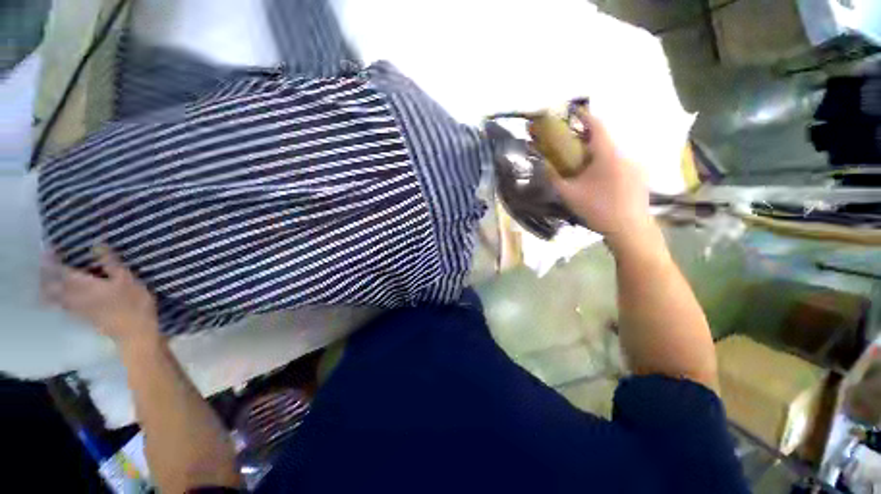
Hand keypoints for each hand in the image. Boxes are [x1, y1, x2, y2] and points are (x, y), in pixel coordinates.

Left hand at [41, 245, 159, 345]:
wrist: (134, 333)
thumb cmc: (133, 303)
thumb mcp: (127, 280)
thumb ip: (111, 264)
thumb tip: (96, 245)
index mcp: (83, 285)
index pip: (61, 270)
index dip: (52, 260)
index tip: (46, 249)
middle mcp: (74, 296)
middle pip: (52, 285)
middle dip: (45, 276)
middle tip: (41, 266)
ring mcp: (77, 309)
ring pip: (54, 298)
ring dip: (46, 289)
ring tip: (42, 283)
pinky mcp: (82, 318)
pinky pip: (62, 307)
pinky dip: (55, 301)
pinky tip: (56, 301)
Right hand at [548, 108, 653, 250]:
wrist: (629, 228)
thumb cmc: (597, 208)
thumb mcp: (569, 194)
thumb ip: (554, 177)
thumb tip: (543, 164)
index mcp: (607, 154)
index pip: (596, 125)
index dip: (584, 116)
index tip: (573, 112)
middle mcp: (624, 153)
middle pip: (604, 138)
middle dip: (587, 137)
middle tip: (572, 145)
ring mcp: (635, 164)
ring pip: (612, 151)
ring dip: (597, 152)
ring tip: (584, 165)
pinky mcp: (640, 175)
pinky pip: (620, 161)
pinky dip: (607, 162)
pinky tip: (600, 179)